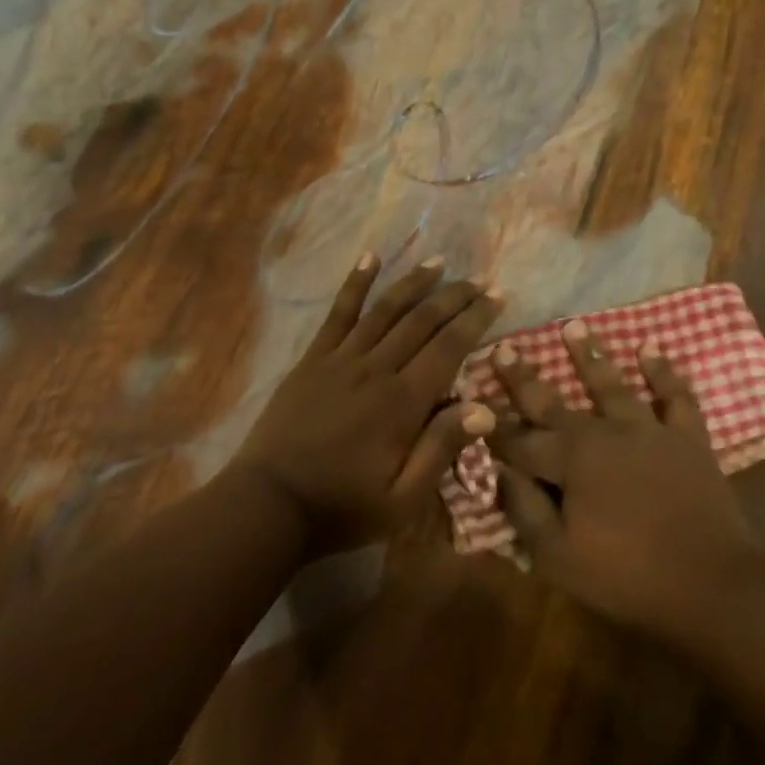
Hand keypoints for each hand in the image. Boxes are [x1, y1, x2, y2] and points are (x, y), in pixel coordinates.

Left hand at [234, 254, 500, 550]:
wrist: (268, 504)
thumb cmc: (341, 507)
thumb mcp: (402, 500)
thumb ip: (441, 450)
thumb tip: (485, 408)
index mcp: (402, 403)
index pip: (449, 347)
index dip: (476, 318)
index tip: (497, 296)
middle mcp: (376, 369)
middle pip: (422, 320)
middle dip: (454, 296)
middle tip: (479, 279)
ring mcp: (341, 359)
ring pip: (385, 309)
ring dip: (414, 282)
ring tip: (439, 262)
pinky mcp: (313, 359)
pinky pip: (338, 313)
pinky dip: (356, 283)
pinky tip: (370, 257)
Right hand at [489, 320, 763, 644]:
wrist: (711, 584)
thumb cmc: (627, 575)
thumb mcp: (560, 557)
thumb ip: (524, 510)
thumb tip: (496, 471)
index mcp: (569, 460)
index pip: (519, 440)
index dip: (493, 426)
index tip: (470, 402)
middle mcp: (603, 432)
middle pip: (554, 401)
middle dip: (524, 377)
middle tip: (505, 348)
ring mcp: (647, 429)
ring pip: (611, 384)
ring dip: (590, 355)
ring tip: (573, 326)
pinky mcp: (686, 436)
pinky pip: (674, 395)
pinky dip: (663, 371)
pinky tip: (651, 349)